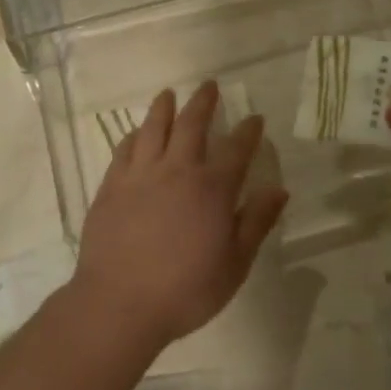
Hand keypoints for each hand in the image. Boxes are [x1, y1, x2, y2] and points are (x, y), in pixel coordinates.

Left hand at [73, 82, 288, 347]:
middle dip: (203, 102)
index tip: (255, 118)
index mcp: (212, 188)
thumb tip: (279, 189)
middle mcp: (177, 170)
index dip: (248, 131)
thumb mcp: (235, 263)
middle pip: (192, 125)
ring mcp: (140, 175)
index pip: (236, 149)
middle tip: (209, 85)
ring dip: (163, 108)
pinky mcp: (112, 186)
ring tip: (168, 94)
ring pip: (153, 128)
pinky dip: (133, 136)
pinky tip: (135, 133)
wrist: (120, 303)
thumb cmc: (186, 289)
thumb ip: (256, 222)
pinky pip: (123, 150)